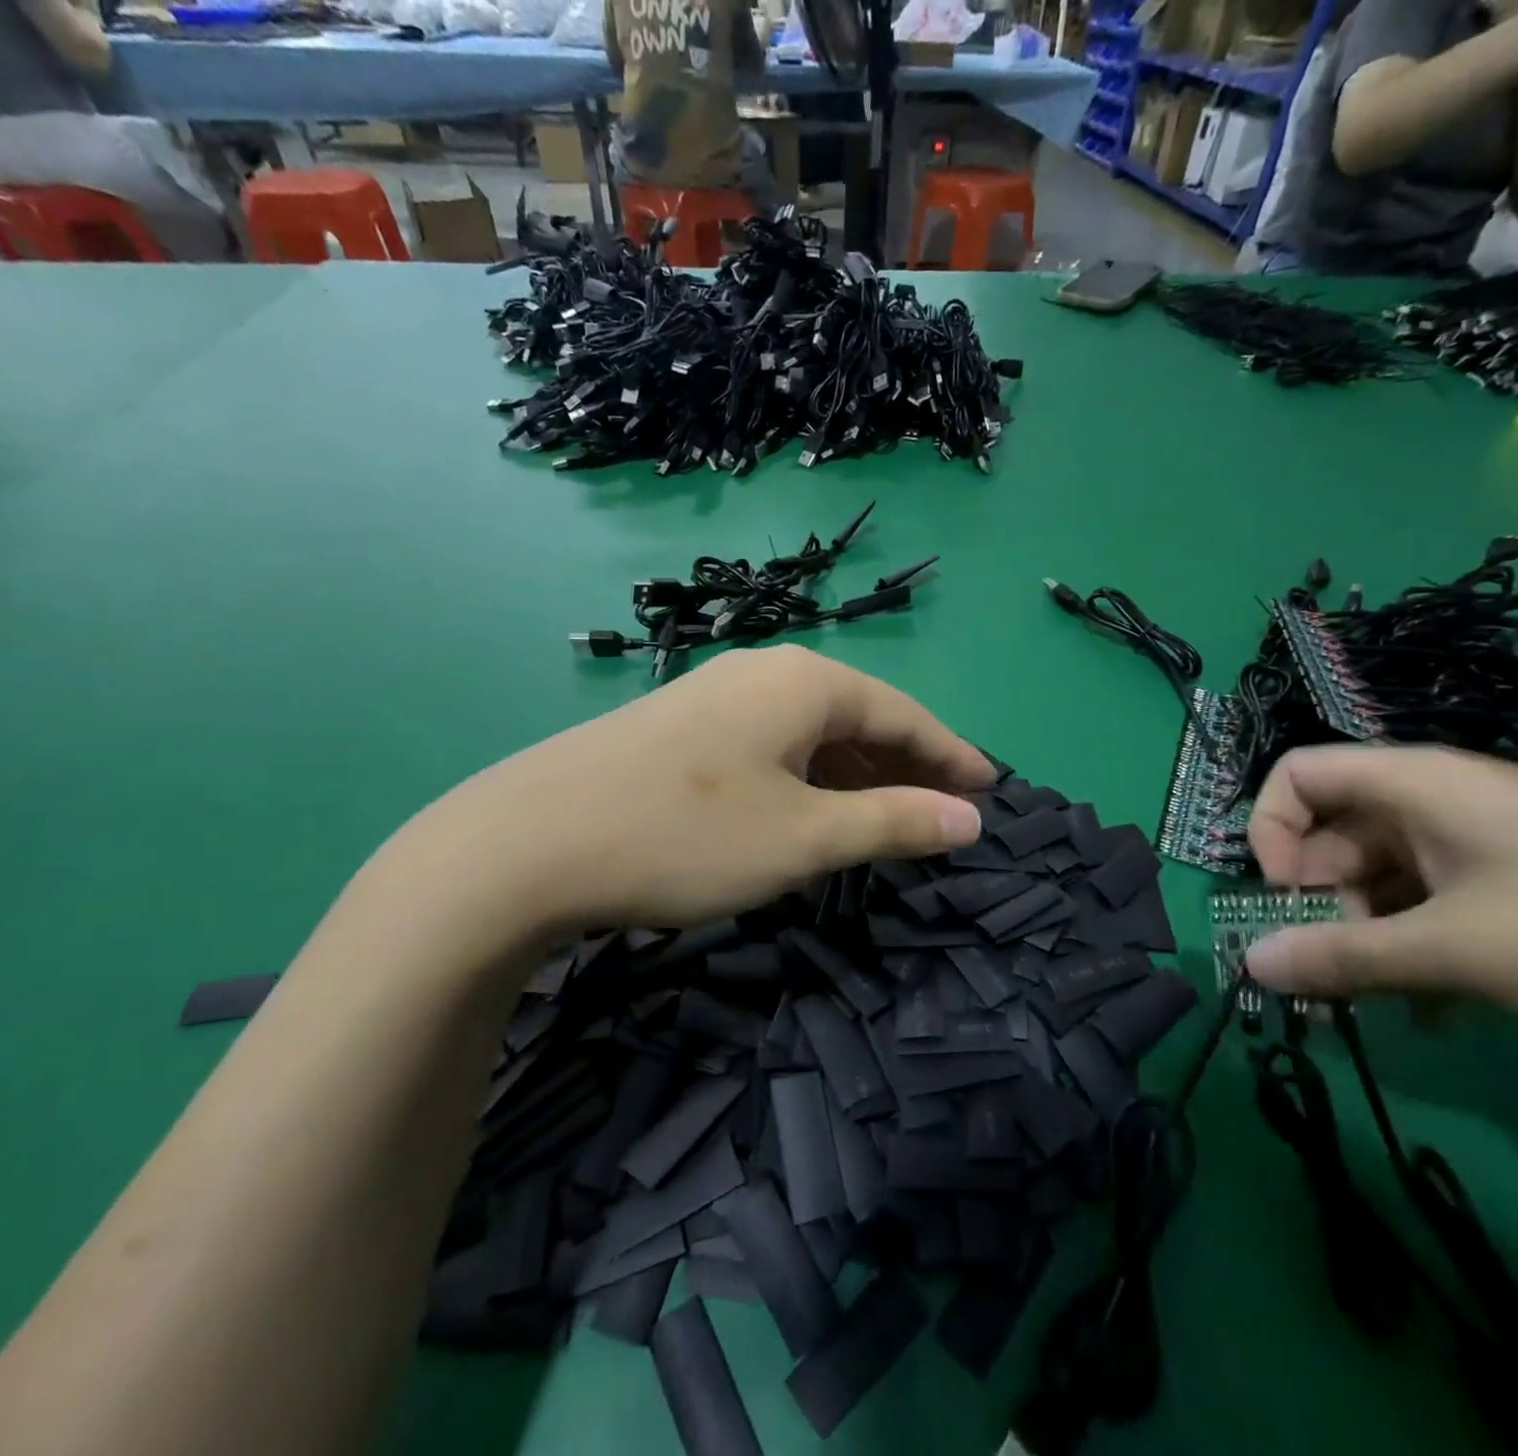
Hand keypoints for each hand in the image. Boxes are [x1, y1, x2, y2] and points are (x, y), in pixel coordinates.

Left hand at [350, 646, 993, 975]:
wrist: (527, 842)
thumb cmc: (686, 835)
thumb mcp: (805, 837)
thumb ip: (893, 823)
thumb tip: (971, 818)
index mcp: (805, 682)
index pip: (904, 714)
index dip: (951, 756)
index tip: (990, 792)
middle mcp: (762, 672)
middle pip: (857, 718)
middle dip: (904, 767)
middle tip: (943, 813)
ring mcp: (713, 697)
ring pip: (809, 734)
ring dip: (854, 776)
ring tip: (885, 819)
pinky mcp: (678, 728)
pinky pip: (769, 747)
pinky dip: (805, 779)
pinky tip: (806, 811)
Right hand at [1243, 745, 1517, 1046]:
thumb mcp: (1454, 951)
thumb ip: (1341, 956)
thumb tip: (1250, 965)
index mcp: (1412, 784)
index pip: (1297, 775)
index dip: (1270, 829)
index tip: (1282, 896)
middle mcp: (1435, 802)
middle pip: (1333, 836)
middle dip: (1314, 903)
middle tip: (1322, 971)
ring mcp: (1480, 844)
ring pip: (1382, 879)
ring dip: (1362, 939)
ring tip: (1367, 1005)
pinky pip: (1432, 906)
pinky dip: (1414, 950)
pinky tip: (1429, 1010)